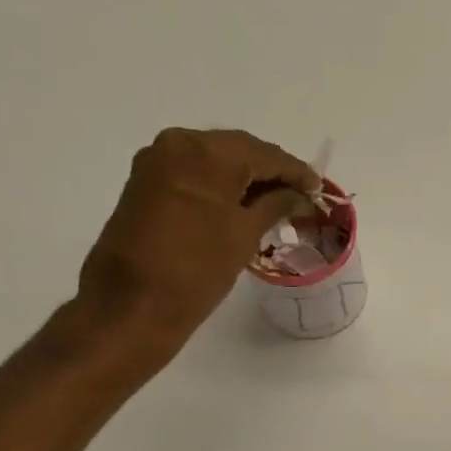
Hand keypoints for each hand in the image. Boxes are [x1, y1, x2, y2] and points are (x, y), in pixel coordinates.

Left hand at [76, 128, 318, 353]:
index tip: (318, 190)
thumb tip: (298, 196)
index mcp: (206, 151)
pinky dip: (220, 186)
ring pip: (214, 161)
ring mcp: (156, 162)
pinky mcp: (145, 183)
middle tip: (299, 197)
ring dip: (245, 179)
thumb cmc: (197, 269)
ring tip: (275, 204)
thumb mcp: (245, 234)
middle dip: (271, 173)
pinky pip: (194, 174)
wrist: (132, 306)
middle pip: (238, 151)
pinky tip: (241, 206)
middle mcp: (177, 144)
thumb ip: (276, 205)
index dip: (296, 172)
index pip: (265, 154)